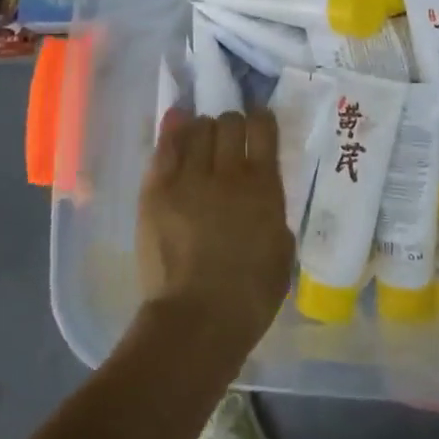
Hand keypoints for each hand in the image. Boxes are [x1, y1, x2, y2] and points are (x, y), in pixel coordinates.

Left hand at [136, 110, 294, 358]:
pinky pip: (165, 147)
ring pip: (197, 129)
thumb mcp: (281, 252)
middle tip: (229, 138)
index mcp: (264, 187)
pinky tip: (177, 122)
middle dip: (232, 124)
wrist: (196, 319)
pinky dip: (173, 130)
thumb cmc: (249, 296)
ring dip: (203, 129)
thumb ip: (273, 213)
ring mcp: (189, 178)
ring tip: (202, 139)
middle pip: (229, 122)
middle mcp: (228, 173)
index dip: (261, 120)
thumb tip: (263, 196)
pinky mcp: (157, 190)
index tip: (259, 123)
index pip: (263, 130)